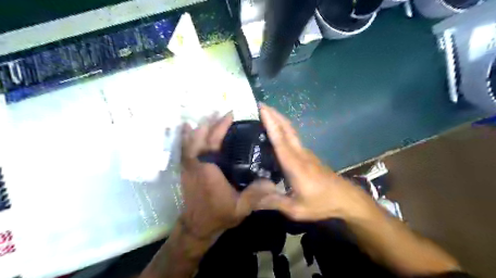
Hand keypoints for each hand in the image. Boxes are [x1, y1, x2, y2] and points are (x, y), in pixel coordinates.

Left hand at [182, 112, 277, 239]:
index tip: (230, 115)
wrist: (196, 226)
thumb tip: (273, 182)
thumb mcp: (240, 208)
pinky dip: (186, 136)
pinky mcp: (185, 169)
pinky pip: (184, 148)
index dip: (220, 126)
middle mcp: (196, 164)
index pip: (213, 142)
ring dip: (199, 126)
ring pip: (190, 140)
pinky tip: (188, 128)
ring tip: (208, 115)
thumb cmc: (218, 215)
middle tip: (222, 111)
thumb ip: (255, 195)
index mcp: (209, 170)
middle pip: (200, 136)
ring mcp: (188, 166)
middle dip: (210, 122)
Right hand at [255, 104, 380, 223]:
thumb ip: (274, 202)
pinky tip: (278, 134)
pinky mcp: (309, 156)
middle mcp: (300, 154)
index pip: (280, 139)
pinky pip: (294, 139)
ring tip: (266, 115)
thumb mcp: (296, 209)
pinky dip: (284, 131)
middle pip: (287, 129)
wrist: (346, 198)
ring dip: (280, 121)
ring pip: (291, 132)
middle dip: (275, 114)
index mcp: (294, 165)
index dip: (270, 123)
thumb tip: (252, 199)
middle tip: (262, 105)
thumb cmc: (321, 203)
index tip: (263, 108)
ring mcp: (306, 154)